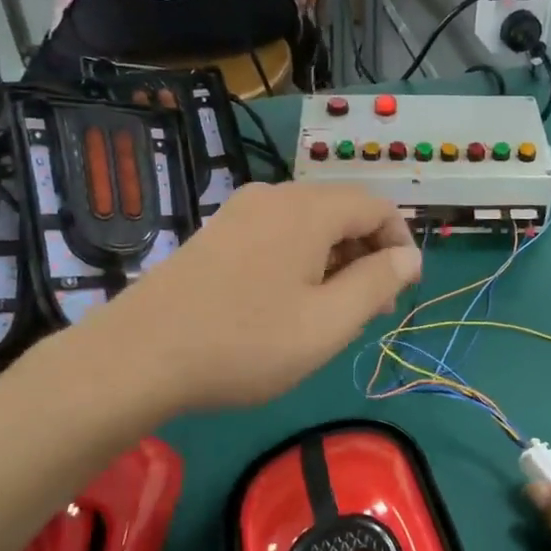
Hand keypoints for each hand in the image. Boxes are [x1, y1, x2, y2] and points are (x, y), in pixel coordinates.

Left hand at [97, 181, 420, 412]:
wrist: (140, 354)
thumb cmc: (246, 342)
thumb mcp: (327, 323)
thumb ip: (377, 284)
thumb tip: (409, 257)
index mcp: (308, 209)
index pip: (376, 205)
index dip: (401, 243)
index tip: (403, 290)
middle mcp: (274, 196)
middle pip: (341, 211)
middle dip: (367, 256)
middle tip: (372, 311)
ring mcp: (238, 212)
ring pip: (308, 225)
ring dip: (334, 261)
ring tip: (332, 314)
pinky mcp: (215, 234)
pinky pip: (276, 235)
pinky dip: (299, 261)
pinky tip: (288, 304)